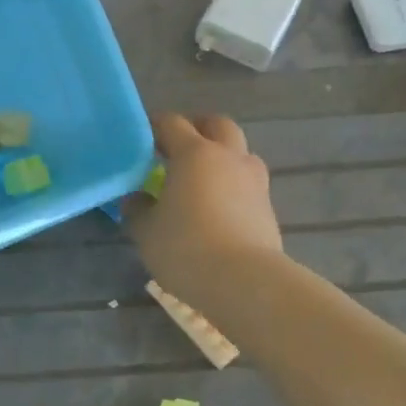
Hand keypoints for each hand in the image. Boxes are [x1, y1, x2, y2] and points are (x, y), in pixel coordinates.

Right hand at [128, 113, 283, 307]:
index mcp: (195, 153)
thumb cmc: (186, 247)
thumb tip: (136, 198)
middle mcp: (228, 158)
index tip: (141, 139)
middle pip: (218, 125)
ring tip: (201, 179)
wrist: (245, 282)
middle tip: (177, 147)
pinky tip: (217, 208)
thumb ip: (137, 208)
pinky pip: (248, 184)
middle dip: (198, 128)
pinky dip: (232, 186)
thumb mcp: (145, 230)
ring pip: (240, 153)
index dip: (154, 126)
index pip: (172, 123)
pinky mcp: (268, 208)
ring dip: (221, 156)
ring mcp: (254, 182)